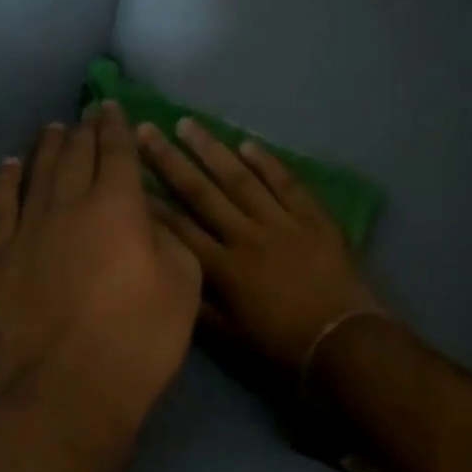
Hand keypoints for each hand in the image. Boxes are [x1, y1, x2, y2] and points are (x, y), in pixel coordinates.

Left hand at [0, 104, 200, 433]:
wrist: (70, 390)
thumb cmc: (141, 337)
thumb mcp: (184, 283)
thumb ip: (168, 238)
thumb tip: (146, 219)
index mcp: (119, 206)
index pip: (117, 153)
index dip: (116, 127)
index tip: (113, 108)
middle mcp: (70, 205)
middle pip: (76, 156)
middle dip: (84, 131)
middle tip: (87, 115)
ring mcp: (27, 230)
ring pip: (37, 174)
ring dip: (47, 148)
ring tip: (52, 129)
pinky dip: (4, 182)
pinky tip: (8, 167)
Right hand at [137, 119, 383, 378]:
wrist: (342, 341)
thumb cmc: (283, 347)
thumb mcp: (231, 338)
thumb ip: (200, 306)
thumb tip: (171, 276)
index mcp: (224, 269)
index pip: (179, 229)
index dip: (152, 203)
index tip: (129, 175)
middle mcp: (247, 237)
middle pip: (203, 193)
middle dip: (171, 161)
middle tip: (148, 130)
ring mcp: (282, 223)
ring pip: (241, 179)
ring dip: (213, 150)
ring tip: (189, 124)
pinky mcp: (313, 218)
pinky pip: (287, 183)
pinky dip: (268, 163)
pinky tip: (248, 144)